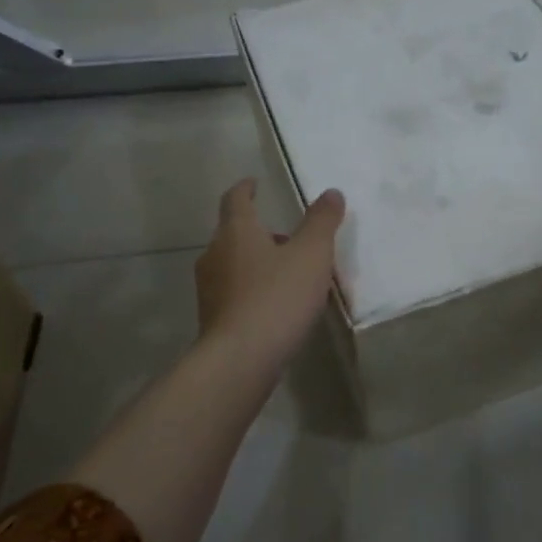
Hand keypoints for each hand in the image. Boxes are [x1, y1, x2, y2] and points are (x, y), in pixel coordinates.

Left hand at [194, 179, 345, 375]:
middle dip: (259, 230)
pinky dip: (252, 288)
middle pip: (234, 232)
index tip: (253, 183)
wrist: (240, 359)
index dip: (246, 188)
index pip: (235, 199)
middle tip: (288, 236)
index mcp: (236, 231)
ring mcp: (209, 288)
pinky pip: (234, 292)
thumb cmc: (277, 297)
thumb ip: (322, 222)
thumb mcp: (311, 254)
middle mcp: (215, 254)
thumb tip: (332, 193)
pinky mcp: (212, 318)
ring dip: (256, 261)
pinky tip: (274, 305)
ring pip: (233, 263)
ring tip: (287, 273)